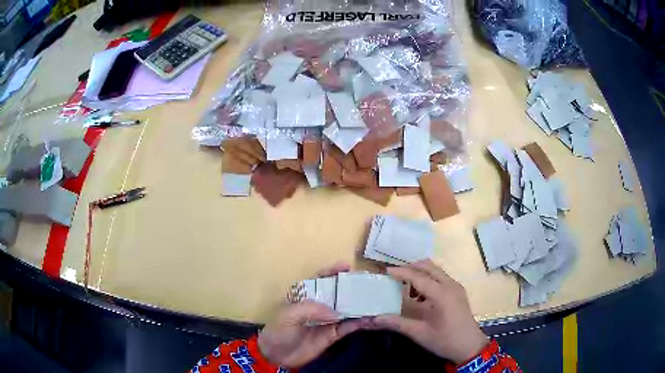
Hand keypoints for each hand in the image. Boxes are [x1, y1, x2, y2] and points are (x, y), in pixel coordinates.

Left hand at [258, 263, 370, 367]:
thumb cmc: (278, 330)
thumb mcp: (288, 315)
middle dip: (351, 287)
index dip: (332, 272)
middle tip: (368, 282)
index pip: (319, 279)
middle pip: (337, 293)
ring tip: (374, 298)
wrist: (276, 356)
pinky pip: (347, 327)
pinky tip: (370, 318)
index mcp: (305, 296)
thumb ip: (311, 309)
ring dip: (359, 305)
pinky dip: (359, 323)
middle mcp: (318, 306)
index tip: (347, 266)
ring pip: (346, 310)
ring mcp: (327, 320)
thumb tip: (336, 313)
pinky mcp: (332, 335)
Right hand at [372, 260, 488, 363]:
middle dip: (411, 268)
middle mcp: (450, 285)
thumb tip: (374, 318)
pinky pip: (441, 277)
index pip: (418, 277)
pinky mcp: (458, 291)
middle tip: (394, 276)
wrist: (470, 346)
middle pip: (428, 266)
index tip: (385, 271)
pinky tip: (420, 294)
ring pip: (436, 270)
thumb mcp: (419, 333)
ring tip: (405, 285)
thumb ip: (397, 323)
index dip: (401, 272)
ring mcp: (456, 286)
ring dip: (420, 272)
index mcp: (441, 294)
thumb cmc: (445, 340)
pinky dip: (428, 278)